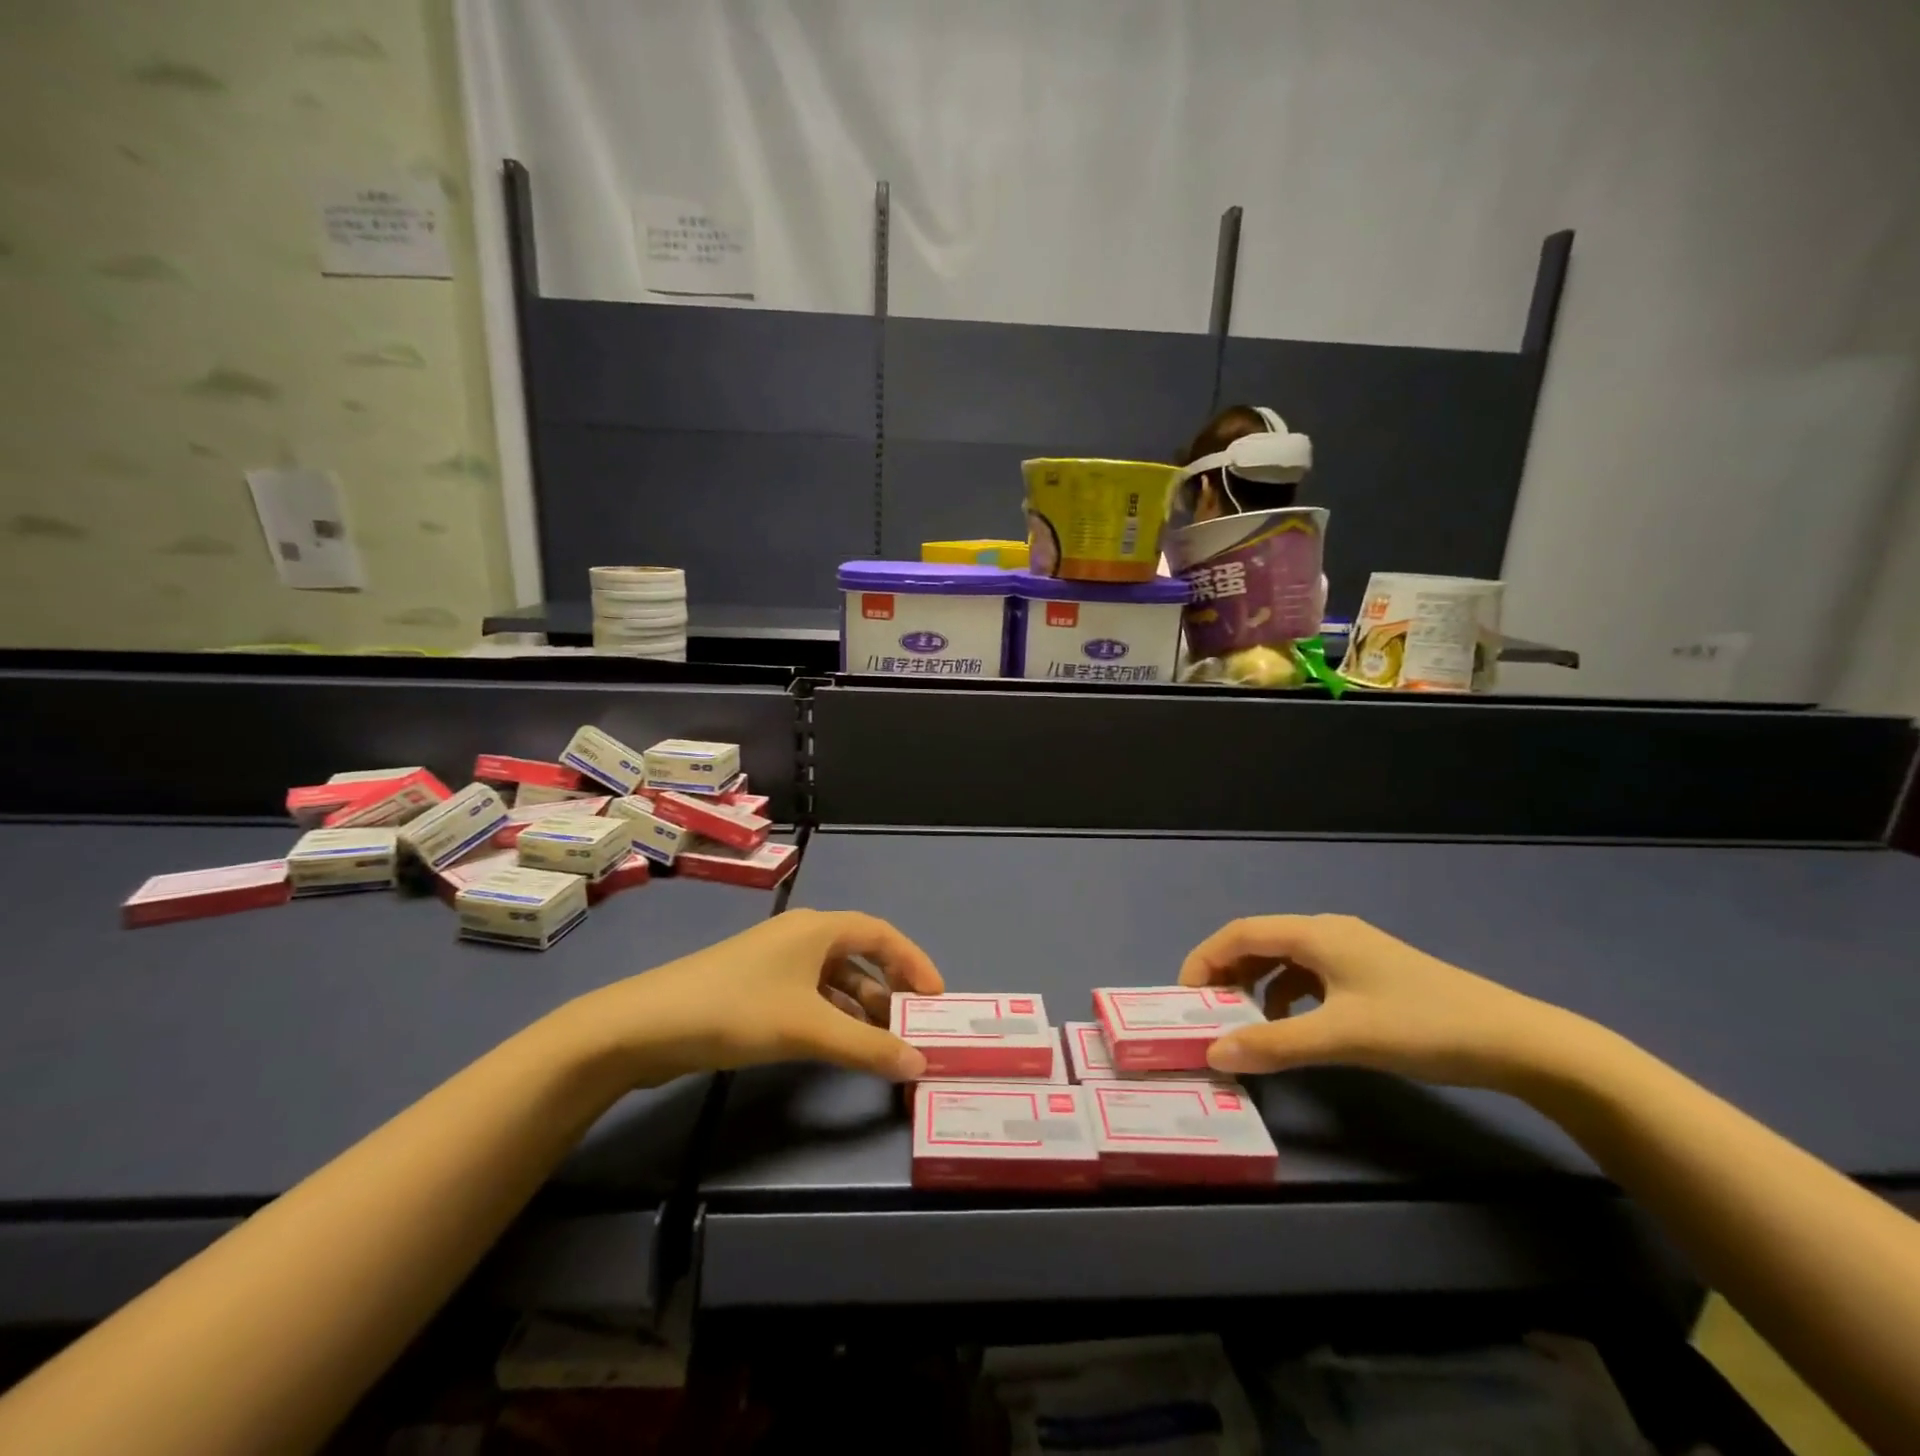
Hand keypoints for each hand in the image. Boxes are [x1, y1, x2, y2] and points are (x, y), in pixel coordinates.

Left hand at [562, 909, 942, 1084]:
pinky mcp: (757, 988)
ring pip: (835, 980)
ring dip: (862, 1008)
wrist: (645, 1025)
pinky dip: (834, 1017)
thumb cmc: (736, 1009)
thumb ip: (867, 1047)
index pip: (882, 934)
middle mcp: (801, 937)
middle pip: (860, 956)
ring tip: (886, 1044)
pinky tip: (842, 1046)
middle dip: (890, 990)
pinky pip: (811, 997)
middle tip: (914, 1028)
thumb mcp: (807, 1029)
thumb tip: (919, 1064)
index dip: (914, 963)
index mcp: (818, 928)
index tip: (937, 999)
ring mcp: (776, 963)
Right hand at [1178, 914, 1576, 1089]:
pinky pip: (1310, 977)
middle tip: (1208, 1014)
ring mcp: (1352, 952)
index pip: (1240, 933)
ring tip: (1244, 1025)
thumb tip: (1214, 1053)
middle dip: (1226, 974)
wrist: (1516, 1041)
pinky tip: (1293, 1028)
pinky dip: (1287, 997)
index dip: (1204, 959)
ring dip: (1255, 987)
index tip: (1185, 998)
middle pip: (1259, 942)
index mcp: (1316, 932)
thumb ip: (1274, 1042)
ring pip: (1284, 960)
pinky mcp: (1369, 974)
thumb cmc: (1420, 1026)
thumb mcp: (1341, 1037)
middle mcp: (1328, 932)